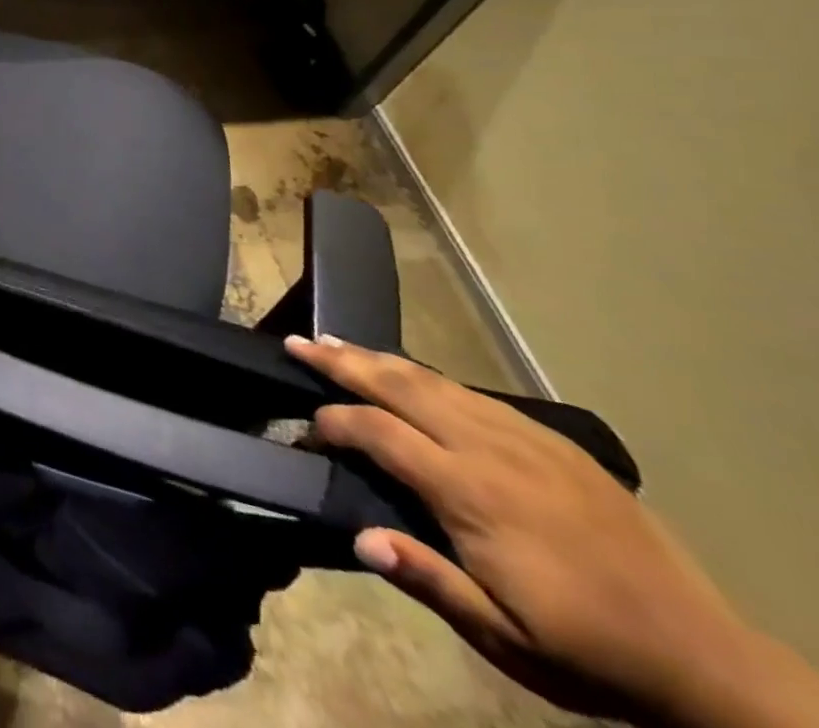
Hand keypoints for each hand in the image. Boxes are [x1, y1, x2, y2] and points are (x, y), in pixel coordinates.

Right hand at [287, 335, 817, 727]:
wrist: (704, 658)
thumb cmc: (588, 650)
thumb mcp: (506, 639)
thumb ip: (430, 580)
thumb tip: (359, 536)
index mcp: (472, 493)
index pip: (379, 432)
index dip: (333, 423)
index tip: (304, 430)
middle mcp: (490, 448)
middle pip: (400, 386)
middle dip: (342, 362)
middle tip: (297, 343)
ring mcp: (523, 438)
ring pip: (433, 380)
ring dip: (378, 359)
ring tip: (336, 344)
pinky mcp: (551, 440)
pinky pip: (472, 392)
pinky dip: (425, 375)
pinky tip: (408, 374)